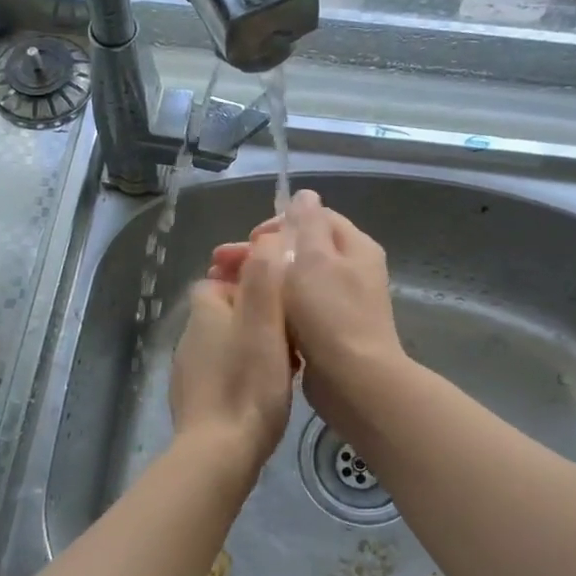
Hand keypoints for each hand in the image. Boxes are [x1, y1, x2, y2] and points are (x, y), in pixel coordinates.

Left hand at [169, 228, 294, 475]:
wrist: (219, 453)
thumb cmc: (247, 382)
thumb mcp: (264, 320)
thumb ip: (265, 276)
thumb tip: (266, 238)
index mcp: (204, 310)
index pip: (221, 278)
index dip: (252, 281)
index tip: (282, 297)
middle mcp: (190, 336)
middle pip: (227, 311)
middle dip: (257, 315)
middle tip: (292, 333)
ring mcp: (189, 371)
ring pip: (227, 344)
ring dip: (253, 346)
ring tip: (286, 362)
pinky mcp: (196, 402)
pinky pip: (225, 374)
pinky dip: (245, 374)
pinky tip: (266, 392)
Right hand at [210, 190, 405, 429]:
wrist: (354, 381)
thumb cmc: (330, 314)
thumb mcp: (315, 259)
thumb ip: (307, 224)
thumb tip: (305, 195)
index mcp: (354, 247)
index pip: (313, 218)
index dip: (277, 223)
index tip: (250, 241)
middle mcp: (352, 270)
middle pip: (300, 249)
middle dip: (260, 254)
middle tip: (220, 265)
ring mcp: (341, 303)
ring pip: (294, 280)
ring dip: (261, 281)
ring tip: (225, 289)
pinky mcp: (328, 332)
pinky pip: (296, 309)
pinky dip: (272, 307)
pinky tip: (249, 314)